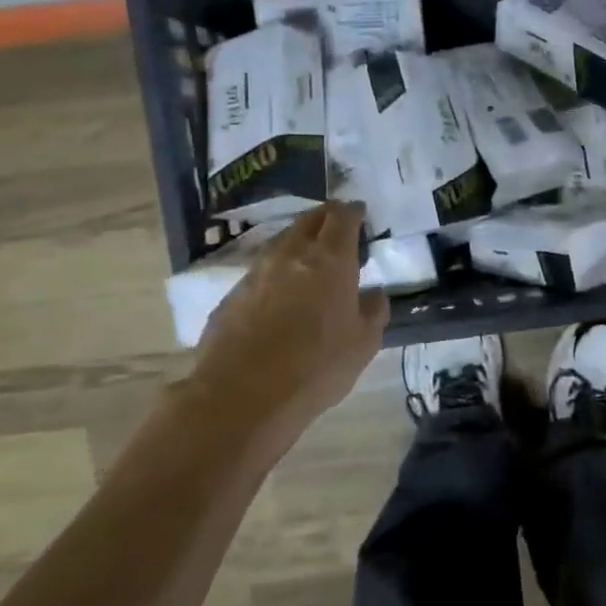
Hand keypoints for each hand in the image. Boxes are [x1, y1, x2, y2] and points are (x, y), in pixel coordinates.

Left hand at [191, 202, 389, 437]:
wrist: (242, 394)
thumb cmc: (316, 366)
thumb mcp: (363, 344)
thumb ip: (373, 311)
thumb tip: (373, 293)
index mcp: (331, 260)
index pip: (342, 219)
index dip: (352, 212)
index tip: (359, 211)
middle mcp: (291, 255)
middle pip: (308, 221)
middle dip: (324, 217)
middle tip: (336, 224)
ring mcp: (257, 273)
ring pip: (281, 243)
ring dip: (298, 241)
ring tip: (309, 254)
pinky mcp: (232, 295)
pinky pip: (261, 271)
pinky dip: (276, 271)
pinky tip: (280, 290)